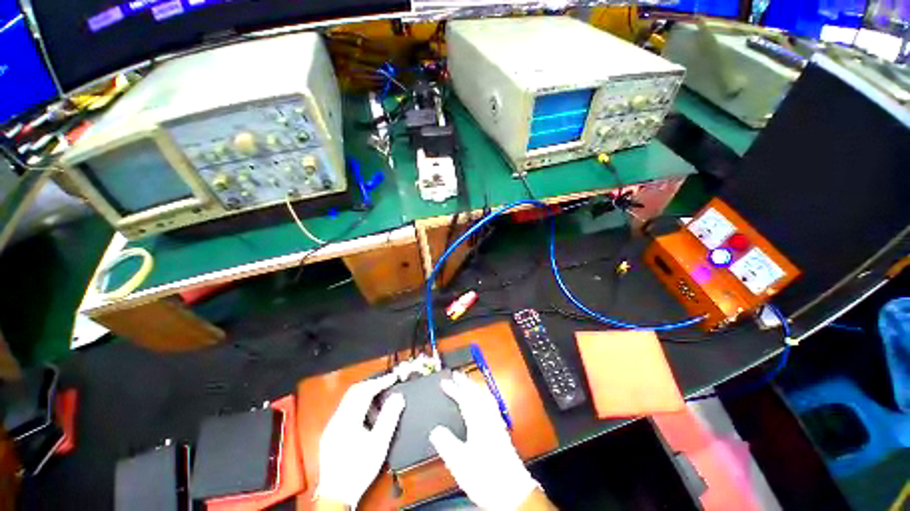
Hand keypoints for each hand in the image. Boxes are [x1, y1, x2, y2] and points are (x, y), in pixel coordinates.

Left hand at [315, 373, 404, 507]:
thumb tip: (397, 397)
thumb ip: (389, 417)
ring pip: (349, 400)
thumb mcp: (379, 444)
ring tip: (380, 401)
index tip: (393, 377)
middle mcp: (336, 419)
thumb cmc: (359, 469)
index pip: (364, 391)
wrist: (336, 495)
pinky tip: (368, 417)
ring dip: (365, 395)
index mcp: (347, 419)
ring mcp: (331, 426)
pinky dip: (359, 406)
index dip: (380, 381)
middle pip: (354, 391)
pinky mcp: (330, 433)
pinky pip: (345, 410)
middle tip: (387, 383)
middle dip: (372, 384)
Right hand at [429, 371, 542, 510]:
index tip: (444, 382)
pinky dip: (484, 397)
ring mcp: (496, 423)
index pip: (464, 398)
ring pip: (485, 398)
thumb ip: (446, 443)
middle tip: (456, 375)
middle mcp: (488, 418)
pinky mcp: (501, 431)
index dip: (453, 389)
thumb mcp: (459, 462)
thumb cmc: (485, 476)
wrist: (512, 491)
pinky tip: (484, 402)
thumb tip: (436, 430)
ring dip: (475, 388)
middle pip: (477, 393)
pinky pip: (491, 405)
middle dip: (465, 382)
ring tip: (468, 383)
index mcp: (478, 421)